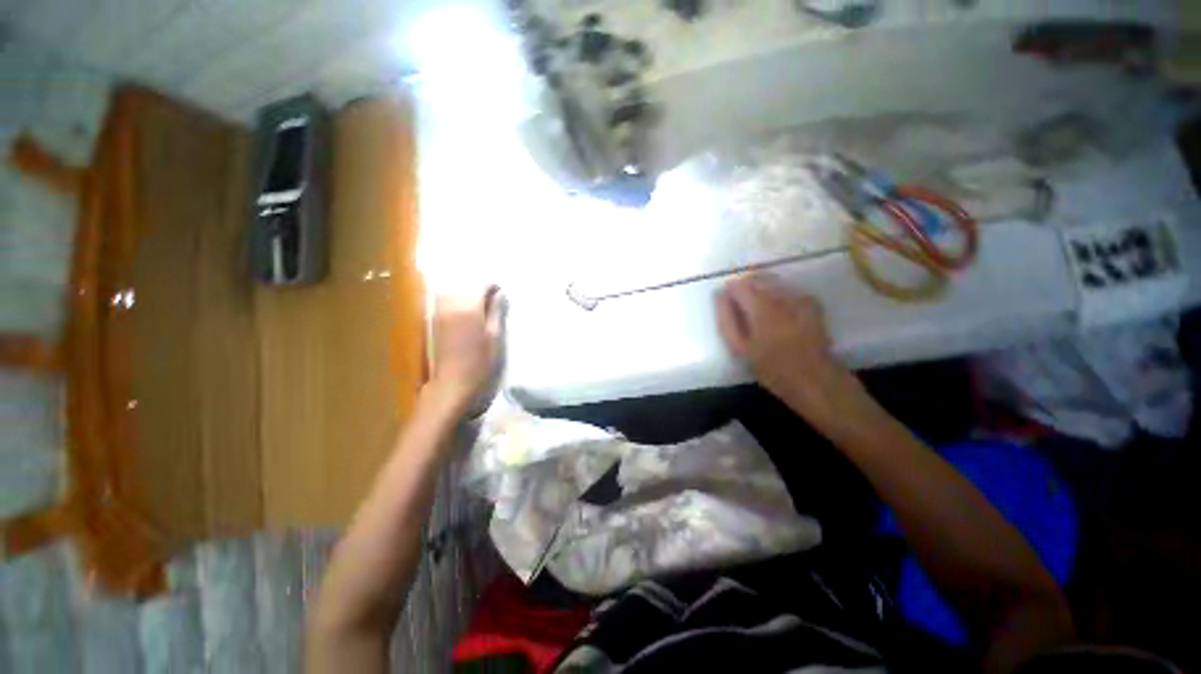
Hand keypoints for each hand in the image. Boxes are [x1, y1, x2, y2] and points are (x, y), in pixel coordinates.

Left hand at [428, 286, 502, 412]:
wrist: (453, 384)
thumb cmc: (480, 363)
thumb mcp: (495, 337)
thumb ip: (497, 313)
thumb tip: (500, 294)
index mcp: (469, 308)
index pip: (481, 286)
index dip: (493, 287)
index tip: (502, 291)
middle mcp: (451, 306)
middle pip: (465, 288)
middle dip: (480, 290)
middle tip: (494, 298)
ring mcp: (440, 314)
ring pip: (454, 294)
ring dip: (467, 295)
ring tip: (481, 304)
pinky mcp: (435, 324)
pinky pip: (446, 303)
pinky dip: (458, 303)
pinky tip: (467, 312)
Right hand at [715, 274, 853, 415]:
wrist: (813, 378)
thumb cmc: (771, 367)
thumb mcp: (739, 348)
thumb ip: (727, 319)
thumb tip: (719, 295)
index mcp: (760, 308)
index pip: (739, 284)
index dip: (730, 289)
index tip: (726, 300)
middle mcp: (781, 296)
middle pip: (756, 277)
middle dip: (745, 286)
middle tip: (740, 305)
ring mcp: (799, 297)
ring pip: (772, 281)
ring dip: (760, 288)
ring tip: (756, 308)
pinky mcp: (811, 302)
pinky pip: (787, 289)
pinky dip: (777, 293)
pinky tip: (776, 311)